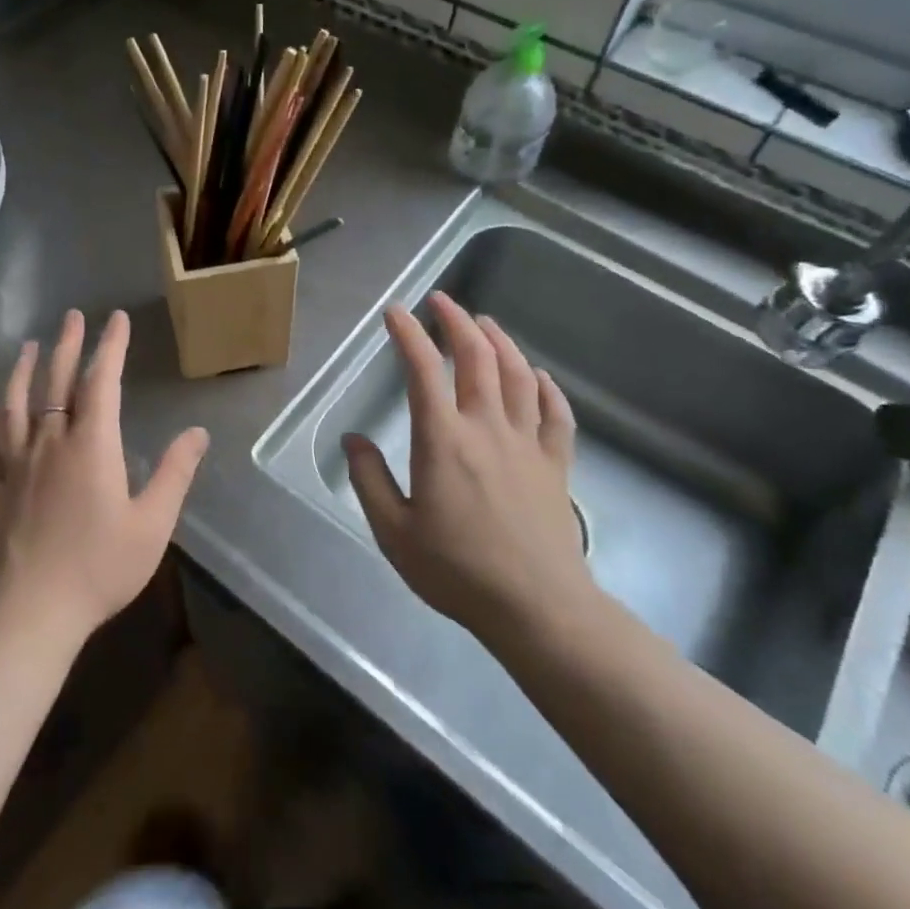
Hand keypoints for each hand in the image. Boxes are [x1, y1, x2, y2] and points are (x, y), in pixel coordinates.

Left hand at [0, 309, 209, 641]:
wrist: (34, 611)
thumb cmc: (100, 566)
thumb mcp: (153, 523)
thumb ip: (174, 473)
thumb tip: (196, 433)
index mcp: (90, 445)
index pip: (101, 381)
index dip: (110, 346)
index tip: (116, 319)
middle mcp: (49, 443)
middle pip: (55, 382)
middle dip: (66, 345)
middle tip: (71, 316)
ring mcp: (15, 465)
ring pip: (14, 406)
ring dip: (22, 372)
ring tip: (26, 348)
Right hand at [343, 292, 590, 641]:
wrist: (536, 607)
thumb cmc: (457, 570)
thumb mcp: (393, 531)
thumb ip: (369, 480)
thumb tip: (352, 440)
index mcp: (443, 440)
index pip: (423, 371)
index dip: (408, 335)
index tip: (395, 311)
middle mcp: (487, 428)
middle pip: (477, 358)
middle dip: (457, 322)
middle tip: (442, 301)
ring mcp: (527, 444)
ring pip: (518, 376)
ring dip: (500, 342)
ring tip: (484, 323)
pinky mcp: (555, 465)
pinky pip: (556, 415)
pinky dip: (547, 388)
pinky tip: (539, 376)